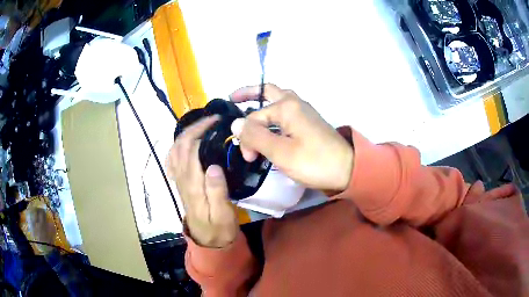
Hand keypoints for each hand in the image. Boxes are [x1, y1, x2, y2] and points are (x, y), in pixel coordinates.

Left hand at [167, 115, 237, 247]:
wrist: (208, 239)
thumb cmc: (219, 227)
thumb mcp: (223, 214)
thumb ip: (217, 191)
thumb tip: (213, 165)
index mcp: (193, 185)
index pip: (192, 149)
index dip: (202, 131)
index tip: (218, 121)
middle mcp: (182, 178)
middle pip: (181, 145)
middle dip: (195, 127)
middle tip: (213, 119)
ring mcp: (178, 179)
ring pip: (174, 149)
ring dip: (186, 133)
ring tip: (203, 125)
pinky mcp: (179, 181)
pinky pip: (172, 159)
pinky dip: (178, 145)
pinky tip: (188, 141)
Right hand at [230, 84, 353, 191]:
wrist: (347, 169)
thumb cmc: (314, 162)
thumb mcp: (281, 152)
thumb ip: (255, 136)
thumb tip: (235, 123)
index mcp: (287, 106)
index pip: (255, 118)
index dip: (247, 137)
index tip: (249, 157)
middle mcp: (295, 103)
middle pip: (268, 91)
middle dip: (249, 93)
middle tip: (233, 97)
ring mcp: (304, 112)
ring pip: (277, 101)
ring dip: (262, 103)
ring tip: (247, 109)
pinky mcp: (308, 123)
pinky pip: (285, 112)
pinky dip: (272, 114)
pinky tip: (268, 124)